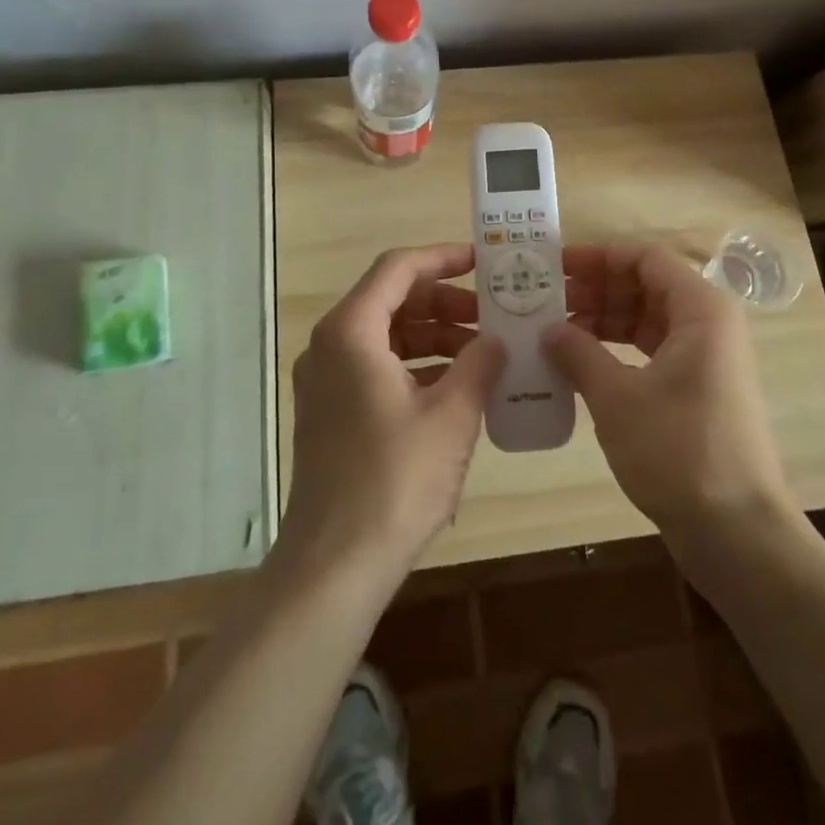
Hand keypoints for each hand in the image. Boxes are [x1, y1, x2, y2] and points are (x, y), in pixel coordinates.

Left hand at [281, 245, 503, 592]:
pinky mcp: (332, 411)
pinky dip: (417, 365)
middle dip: (444, 303)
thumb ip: (480, 363)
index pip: (398, 268)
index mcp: (351, 332)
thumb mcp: (452, 415)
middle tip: (492, 315)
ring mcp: (326, 380)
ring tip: (483, 352)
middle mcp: (330, 346)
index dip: (443, 258)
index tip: (483, 262)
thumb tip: (497, 339)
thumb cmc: (395, 480)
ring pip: (386, 335)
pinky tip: (456, 386)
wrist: (334, 565)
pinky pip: (377, 366)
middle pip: (392, 300)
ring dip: (434, 336)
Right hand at [544, 243, 792, 545]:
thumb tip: (548, 329)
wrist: (737, 533)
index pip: (645, 258)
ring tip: (555, 331)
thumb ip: (579, 353)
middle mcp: (708, 324)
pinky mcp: (698, 389)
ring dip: (603, 320)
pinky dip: (617, 350)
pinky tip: (581, 363)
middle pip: (646, 285)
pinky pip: (652, 350)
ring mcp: (706, 358)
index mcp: (700, 309)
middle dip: (596, 289)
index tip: (556, 266)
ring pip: (647, 318)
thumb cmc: (679, 451)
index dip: (599, 256)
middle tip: (546, 300)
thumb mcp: (618, 398)